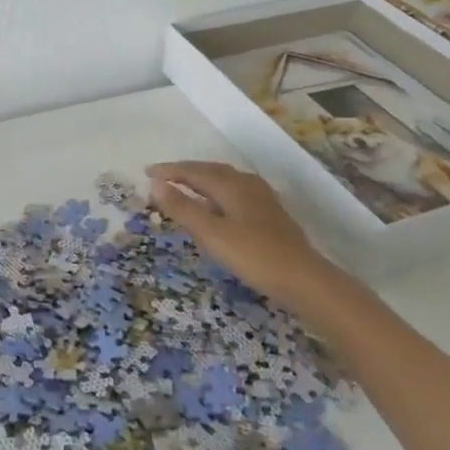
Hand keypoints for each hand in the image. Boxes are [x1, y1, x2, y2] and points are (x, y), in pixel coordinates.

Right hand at [145, 161, 330, 303]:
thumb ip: (182, 208)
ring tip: (186, 186)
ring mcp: (262, 198)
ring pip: (226, 179)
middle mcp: (246, 184)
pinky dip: (218, 190)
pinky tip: (220, 204)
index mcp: (230, 185)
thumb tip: (155, 184)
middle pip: (211, 170)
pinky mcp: (270, 213)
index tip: (146, 173)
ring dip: (202, 179)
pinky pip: (236, 190)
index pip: (193, 171)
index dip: (169, 171)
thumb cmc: (253, 255)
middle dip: (185, 171)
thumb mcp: (211, 234)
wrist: (303, 279)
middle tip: (163, 176)